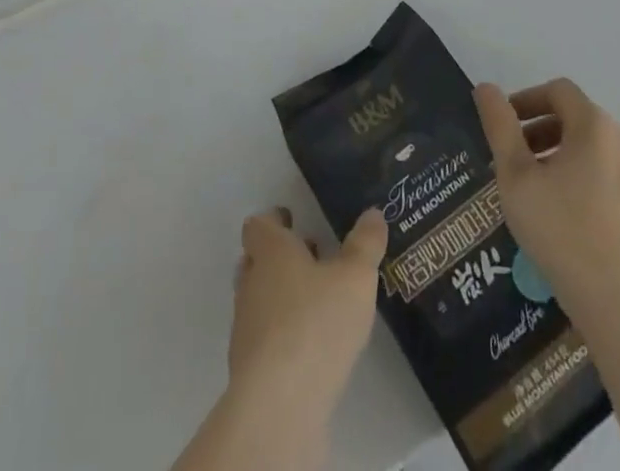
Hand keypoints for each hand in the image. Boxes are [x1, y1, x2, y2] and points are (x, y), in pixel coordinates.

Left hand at [229, 206, 388, 430]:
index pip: (258, 226)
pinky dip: (282, 334)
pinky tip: (310, 345)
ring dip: (281, 296)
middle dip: (280, 258)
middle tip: (311, 258)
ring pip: (258, 299)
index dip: (274, 221)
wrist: (280, 405)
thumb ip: (365, 244)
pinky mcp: (250, 369)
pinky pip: (264, 338)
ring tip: (317, 302)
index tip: (292, 220)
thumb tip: (373, 214)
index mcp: (271, 252)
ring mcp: (246, 328)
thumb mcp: (355, 277)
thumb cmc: (316, 323)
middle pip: (255, 261)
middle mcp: (252, 283)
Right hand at [473, 79, 619, 327]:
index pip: (558, 91)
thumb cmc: (561, 233)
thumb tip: (485, 87)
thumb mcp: (516, 177)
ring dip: (566, 157)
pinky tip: (574, 219)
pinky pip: (617, 178)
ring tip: (542, 192)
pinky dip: (591, 181)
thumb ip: (499, 126)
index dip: (527, 100)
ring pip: (598, 150)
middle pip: (579, 119)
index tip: (505, 127)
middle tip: (517, 164)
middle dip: (543, 132)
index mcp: (595, 125)